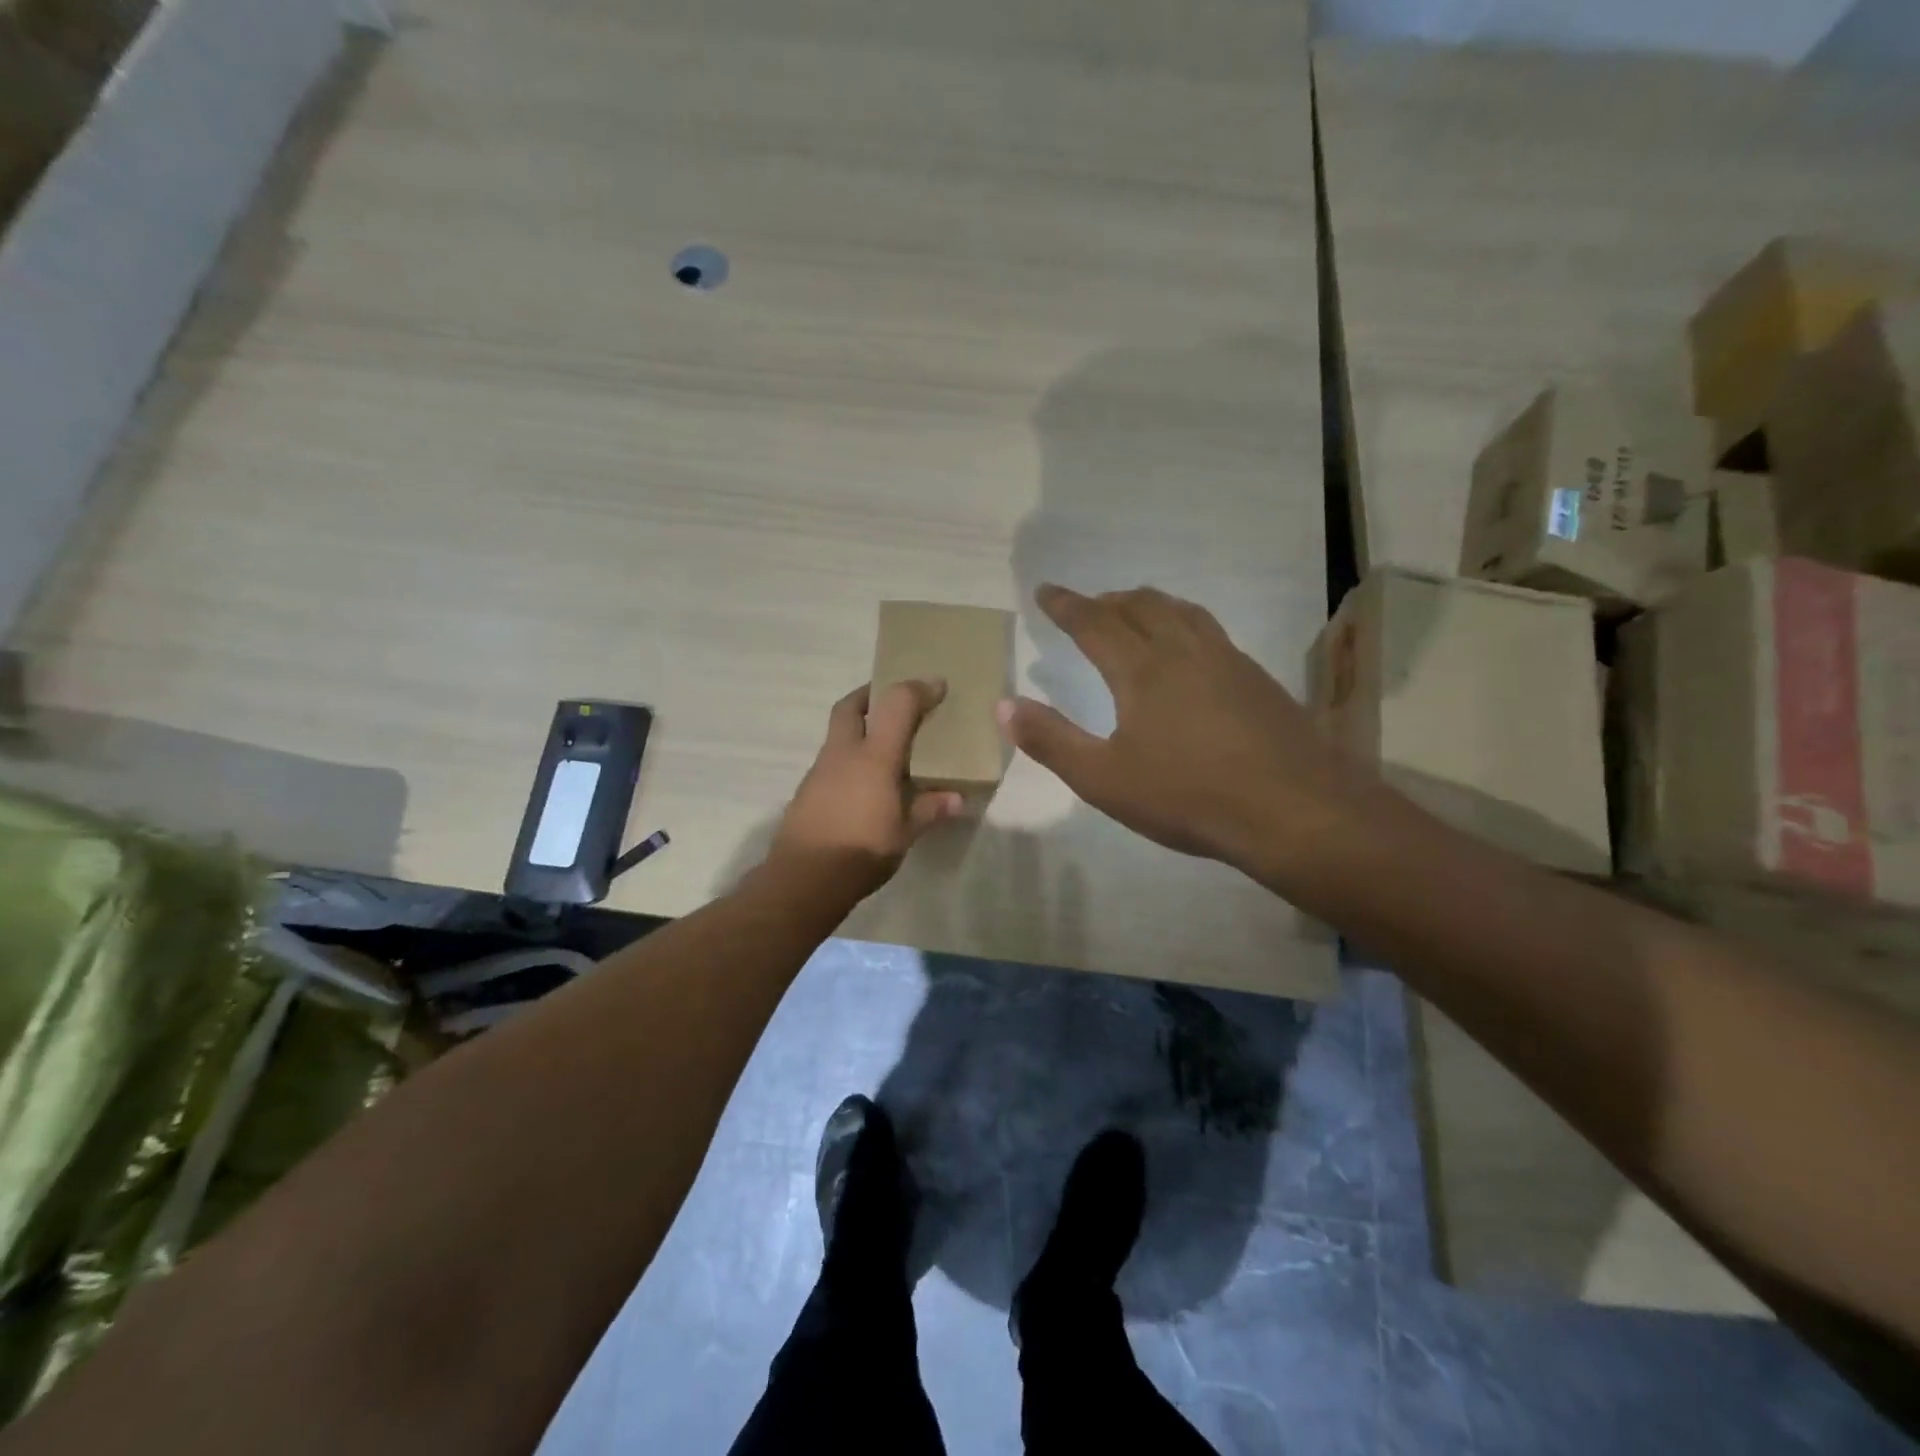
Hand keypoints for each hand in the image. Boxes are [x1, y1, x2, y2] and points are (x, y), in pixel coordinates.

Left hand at [769, 679, 965, 899]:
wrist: (803, 880)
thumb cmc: (861, 851)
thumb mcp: (904, 834)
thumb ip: (929, 810)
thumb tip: (957, 798)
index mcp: (873, 757)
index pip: (896, 705)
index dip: (918, 689)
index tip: (938, 686)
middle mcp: (842, 754)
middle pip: (850, 706)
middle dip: (871, 695)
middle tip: (893, 700)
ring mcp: (819, 771)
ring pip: (837, 734)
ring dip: (859, 728)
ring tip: (884, 746)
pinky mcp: (807, 791)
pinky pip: (832, 761)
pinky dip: (849, 759)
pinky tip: (863, 783)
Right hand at [998, 585, 1381, 881]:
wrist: (1295, 810)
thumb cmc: (1189, 797)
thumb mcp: (1104, 779)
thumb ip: (1051, 741)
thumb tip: (1004, 706)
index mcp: (1142, 670)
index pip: (1094, 623)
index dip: (1066, 605)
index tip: (1046, 591)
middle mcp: (1184, 650)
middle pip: (1141, 606)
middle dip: (1108, 601)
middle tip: (1088, 605)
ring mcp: (1228, 660)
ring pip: (1182, 612)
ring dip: (1150, 604)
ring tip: (1136, 611)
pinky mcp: (1258, 679)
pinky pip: (1211, 631)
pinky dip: (1184, 623)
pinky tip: (1191, 650)